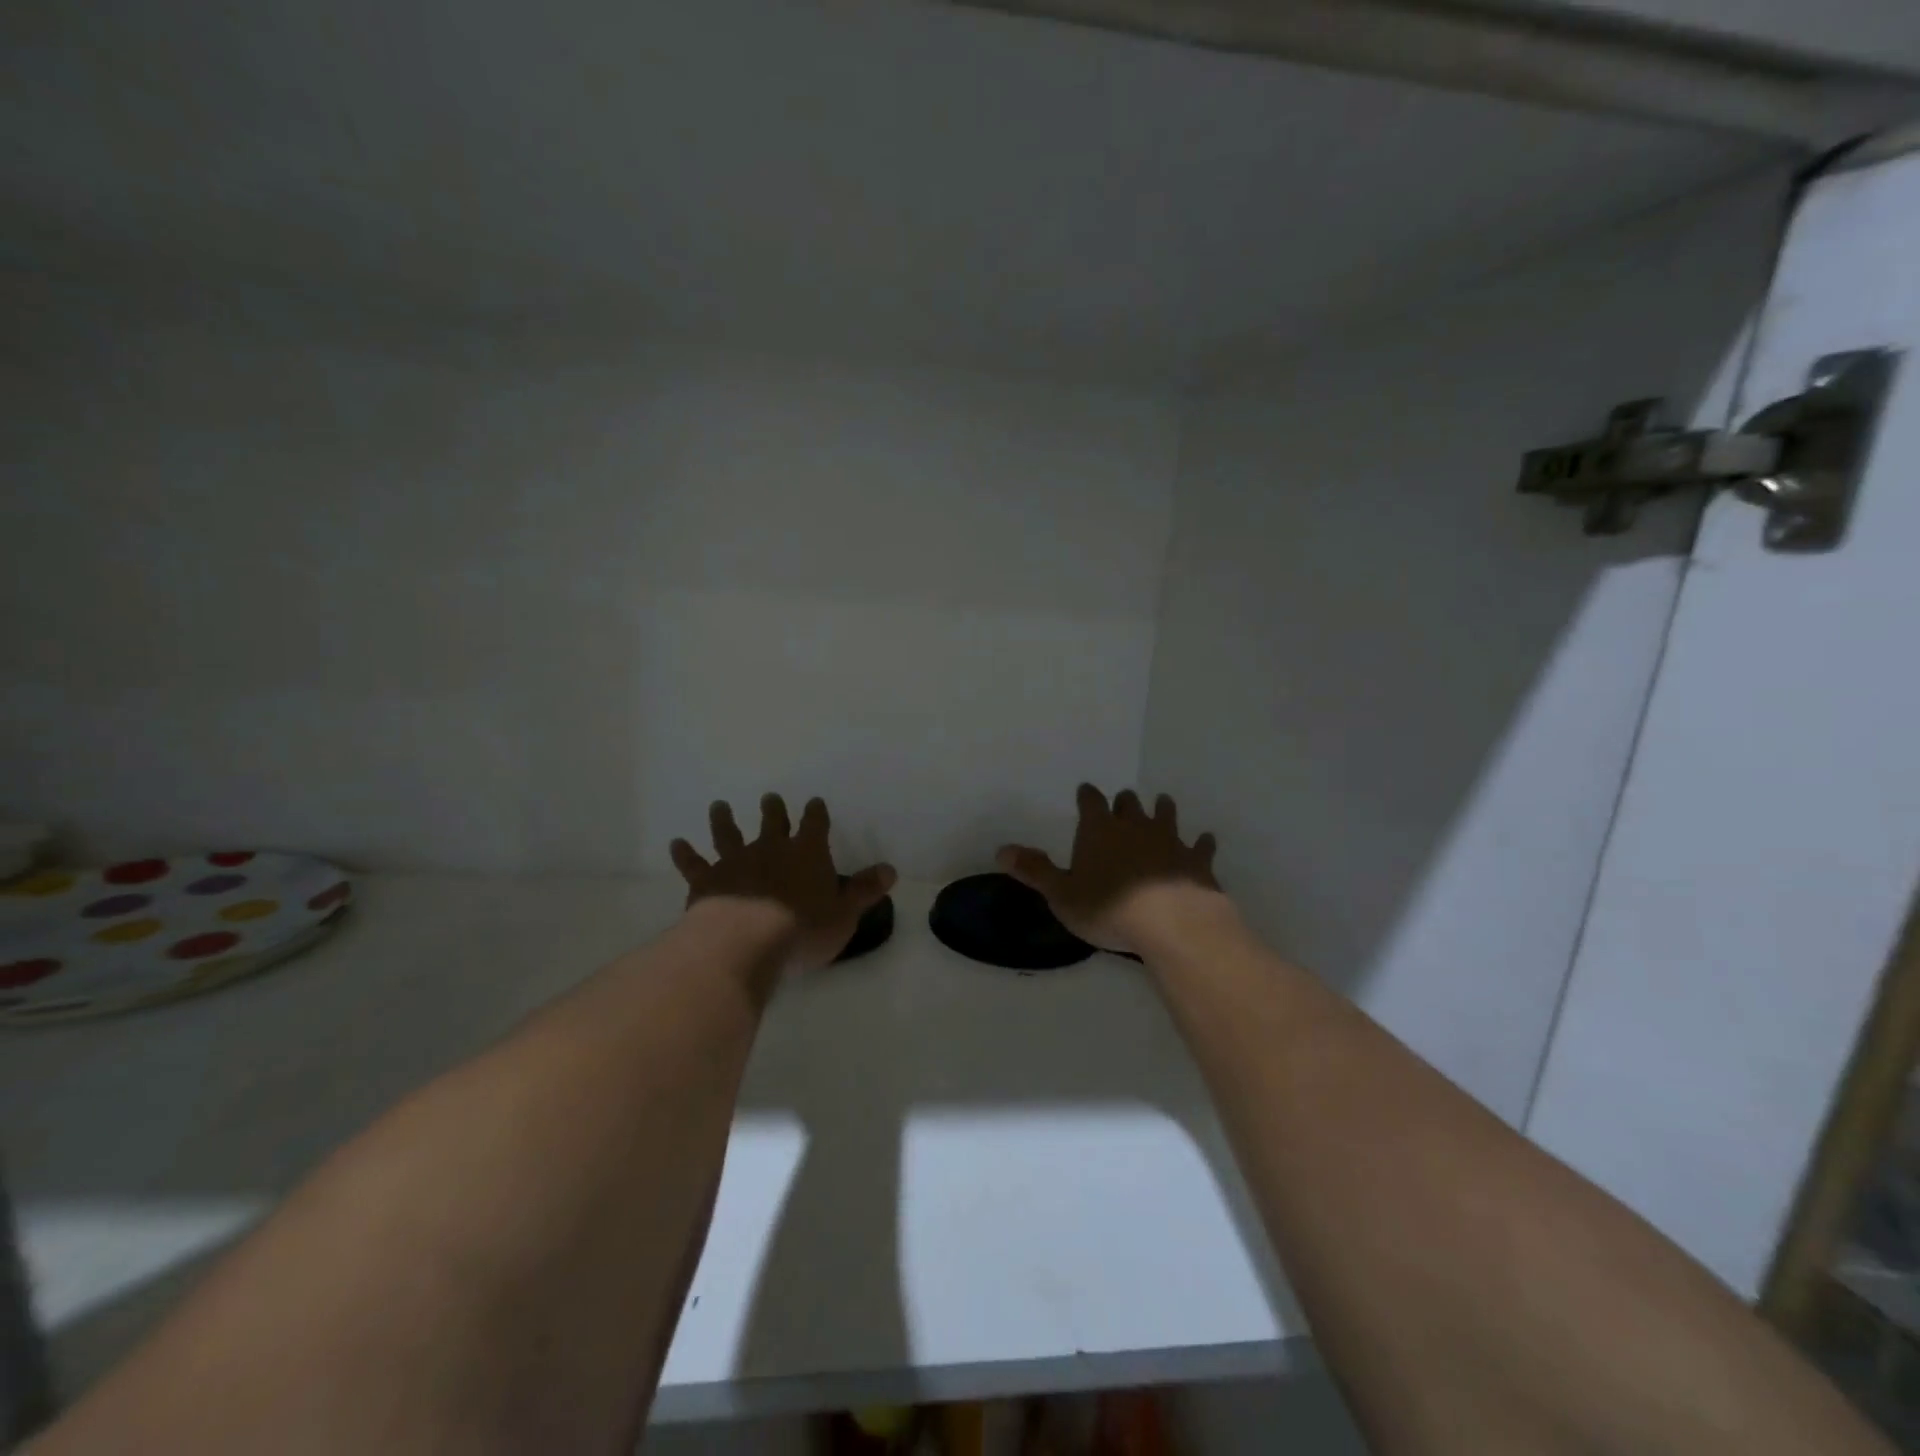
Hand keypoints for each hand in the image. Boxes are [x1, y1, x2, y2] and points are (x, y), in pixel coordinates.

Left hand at [670, 794, 895, 973]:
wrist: (745, 942)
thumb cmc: (803, 930)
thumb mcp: (844, 914)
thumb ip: (865, 890)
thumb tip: (891, 870)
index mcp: (808, 853)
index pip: (815, 825)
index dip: (816, 813)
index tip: (815, 803)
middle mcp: (771, 849)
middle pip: (772, 822)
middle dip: (773, 810)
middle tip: (769, 798)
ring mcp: (735, 862)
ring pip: (728, 833)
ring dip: (724, 819)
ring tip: (719, 806)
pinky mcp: (706, 880)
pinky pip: (693, 863)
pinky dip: (685, 853)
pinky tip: (676, 843)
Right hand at [997, 784, 1222, 955]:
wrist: (1173, 923)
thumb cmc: (1108, 908)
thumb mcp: (1062, 894)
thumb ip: (1035, 870)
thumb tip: (1002, 849)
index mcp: (1099, 830)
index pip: (1090, 801)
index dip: (1087, 796)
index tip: (1085, 792)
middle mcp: (1135, 826)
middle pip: (1128, 803)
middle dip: (1123, 802)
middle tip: (1122, 803)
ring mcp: (1170, 840)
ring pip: (1166, 815)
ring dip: (1162, 810)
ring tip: (1162, 803)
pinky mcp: (1197, 861)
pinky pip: (1200, 845)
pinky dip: (1201, 843)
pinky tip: (1205, 841)